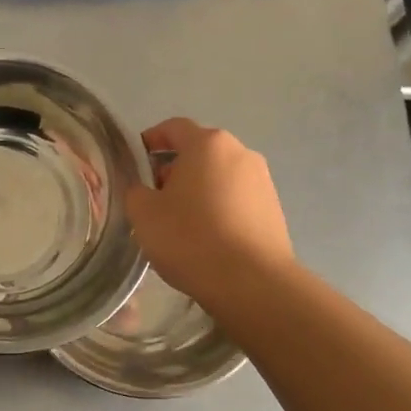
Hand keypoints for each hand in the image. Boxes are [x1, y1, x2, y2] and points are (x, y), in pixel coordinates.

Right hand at [124, 118, 293, 308]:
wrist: (251, 282)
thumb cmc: (191, 239)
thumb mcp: (144, 214)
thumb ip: (135, 191)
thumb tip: (143, 188)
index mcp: (208, 144)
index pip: (173, 128)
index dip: (151, 140)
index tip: (136, 163)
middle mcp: (240, 152)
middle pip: (199, 152)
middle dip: (174, 170)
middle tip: (155, 201)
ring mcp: (262, 180)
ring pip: (219, 177)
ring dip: (198, 191)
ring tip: (182, 224)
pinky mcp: (274, 209)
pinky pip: (237, 199)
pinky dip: (219, 209)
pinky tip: (208, 239)